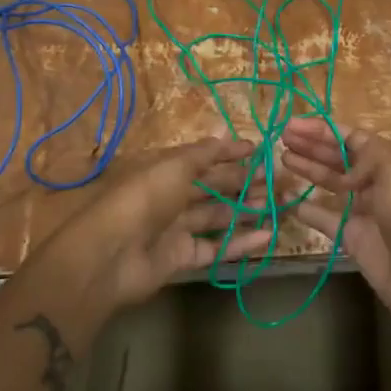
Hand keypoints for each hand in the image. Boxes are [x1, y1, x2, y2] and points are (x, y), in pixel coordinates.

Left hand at [31, 135, 270, 321]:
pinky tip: (268, 235)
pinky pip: (216, 246)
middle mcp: (171, 195)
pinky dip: (241, 241)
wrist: (110, 255)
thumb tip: (227, 133)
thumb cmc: (143, 198)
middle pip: (214, 186)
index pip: (203, 157)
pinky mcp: (182, 257)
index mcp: (165, 168)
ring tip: (280, 203)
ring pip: (218, 215)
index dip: (231, 152)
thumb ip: (204, 153)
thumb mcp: (174, 166)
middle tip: (279, 179)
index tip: (261, 150)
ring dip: (247, 209)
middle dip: (245, 180)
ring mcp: (176, 228)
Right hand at [280, 119, 390, 350]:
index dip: (322, 130)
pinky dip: (307, 208)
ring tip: (282, 159)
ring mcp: (365, 210)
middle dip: (312, 146)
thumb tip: (346, 167)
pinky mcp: (353, 237)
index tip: (292, 125)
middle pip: (339, 157)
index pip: (352, 137)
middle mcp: (378, 182)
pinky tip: (287, 199)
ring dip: (308, 170)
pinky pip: (325, 218)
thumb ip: (367, 154)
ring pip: (331, 184)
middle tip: (281, 137)